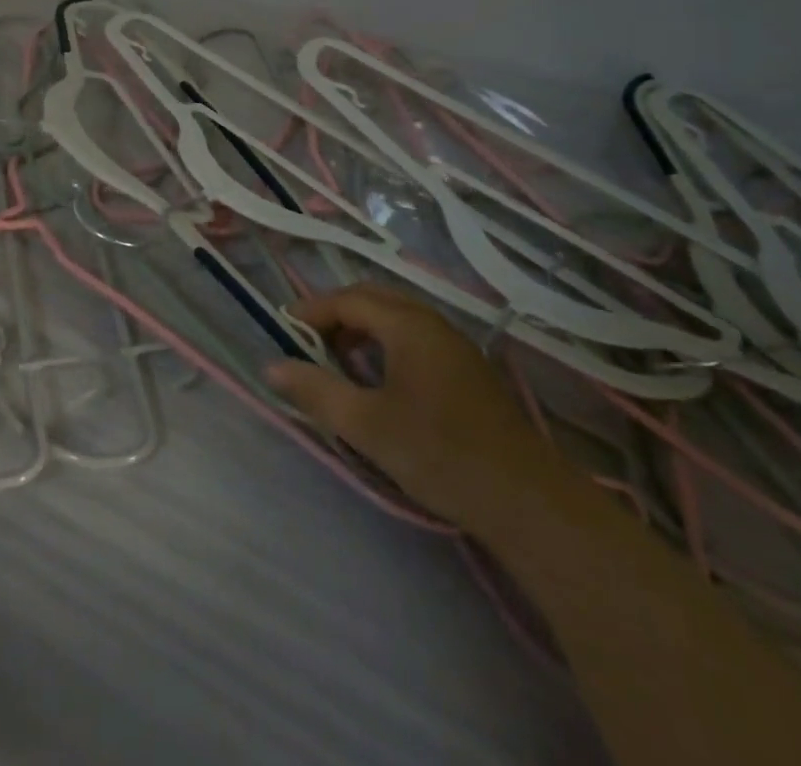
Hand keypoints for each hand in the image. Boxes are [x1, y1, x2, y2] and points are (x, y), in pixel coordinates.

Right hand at [266, 285, 572, 530]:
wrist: (528, 502)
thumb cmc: (440, 454)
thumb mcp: (367, 425)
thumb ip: (316, 391)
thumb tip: (272, 366)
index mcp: (408, 325)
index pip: (348, 299)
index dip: (312, 310)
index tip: (283, 330)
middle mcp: (432, 323)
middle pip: (373, 300)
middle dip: (335, 315)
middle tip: (308, 343)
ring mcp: (455, 345)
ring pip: (396, 318)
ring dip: (361, 329)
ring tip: (338, 362)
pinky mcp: (468, 371)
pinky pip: (415, 337)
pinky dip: (385, 344)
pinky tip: (380, 381)